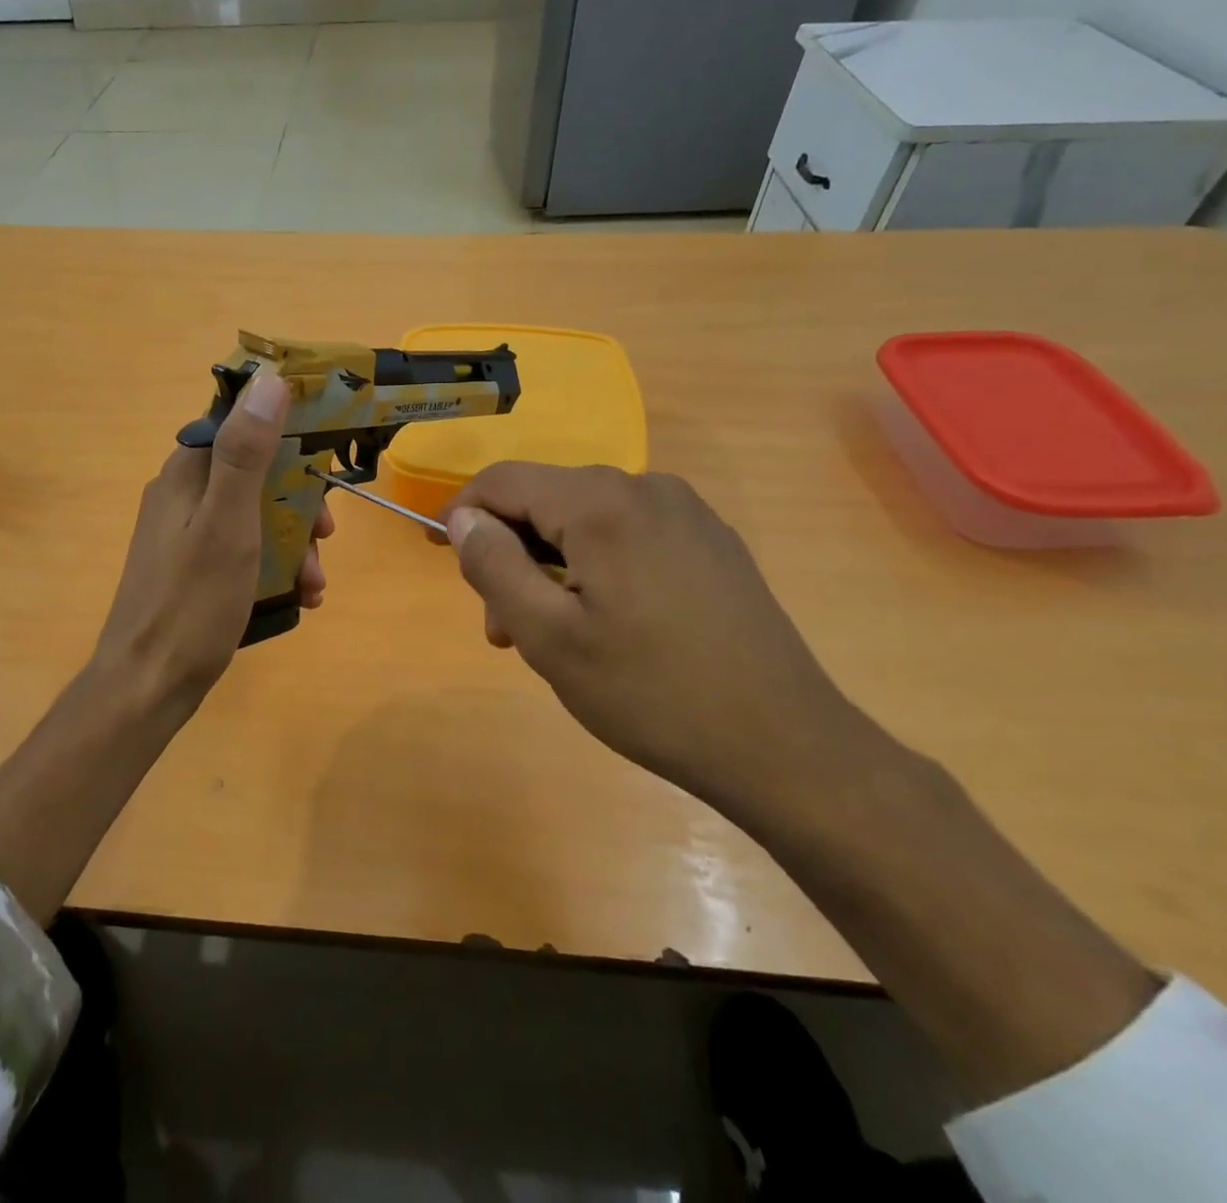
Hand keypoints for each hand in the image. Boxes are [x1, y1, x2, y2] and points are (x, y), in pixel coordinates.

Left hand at [91, 372, 333, 715]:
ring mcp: (185, 534)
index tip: (325, 466)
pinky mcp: (192, 569)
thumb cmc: (191, 602)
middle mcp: (183, 494)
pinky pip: (243, 551)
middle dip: (299, 505)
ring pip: (254, 517)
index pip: (242, 425)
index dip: (289, 437)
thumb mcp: (228, 523)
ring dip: (293, 543)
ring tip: (314, 584)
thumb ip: (246, 452)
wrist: (146, 686)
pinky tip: (299, 599)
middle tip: (327, 537)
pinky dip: (273, 567)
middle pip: (256, 475)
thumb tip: (269, 379)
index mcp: (187, 472)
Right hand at [443, 463, 878, 811]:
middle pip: (546, 501)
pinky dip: (594, 568)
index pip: (503, 481)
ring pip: (585, 522)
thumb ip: (493, 566)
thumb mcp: (548, 636)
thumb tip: (463, 518)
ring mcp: (686, 513)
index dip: (462, 513)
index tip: (442, 558)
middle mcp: (645, 487)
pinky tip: (605, 625)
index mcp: (601, 503)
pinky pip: (627, 536)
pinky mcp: (710, 542)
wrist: (784, 746)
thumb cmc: (650, 693)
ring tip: (551, 639)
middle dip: (511, 555)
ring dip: (550, 568)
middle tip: (503, 629)